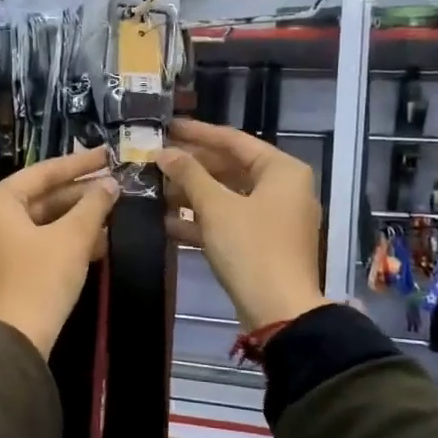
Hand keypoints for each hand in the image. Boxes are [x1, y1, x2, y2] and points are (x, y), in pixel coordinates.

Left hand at [0, 148, 118, 356]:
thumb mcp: (72, 238)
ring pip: (39, 222)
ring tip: (112, 214)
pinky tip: (96, 242)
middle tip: (114, 187)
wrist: (15, 340)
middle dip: (79, 195)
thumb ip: (93, 205)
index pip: (42, 173)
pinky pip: (33, 243)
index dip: (79, 164)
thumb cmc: (40, 279)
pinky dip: (62, 241)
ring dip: (75, 220)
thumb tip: (110, 184)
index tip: (107, 155)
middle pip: (39, 197)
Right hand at [158, 120, 329, 331]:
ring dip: (192, 194)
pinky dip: (201, 220)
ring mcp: (274, 218)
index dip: (198, 133)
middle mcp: (283, 188)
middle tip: (156, 159)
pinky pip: (229, 221)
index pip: (234, 140)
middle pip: (230, 167)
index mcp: (281, 170)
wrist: (279, 311)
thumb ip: (189, 174)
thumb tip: (164, 152)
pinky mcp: (262, 243)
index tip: (167, 126)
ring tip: (155, 189)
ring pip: (227, 196)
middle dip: (191, 166)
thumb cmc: (251, 247)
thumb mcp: (216, 206)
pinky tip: (166, 222)